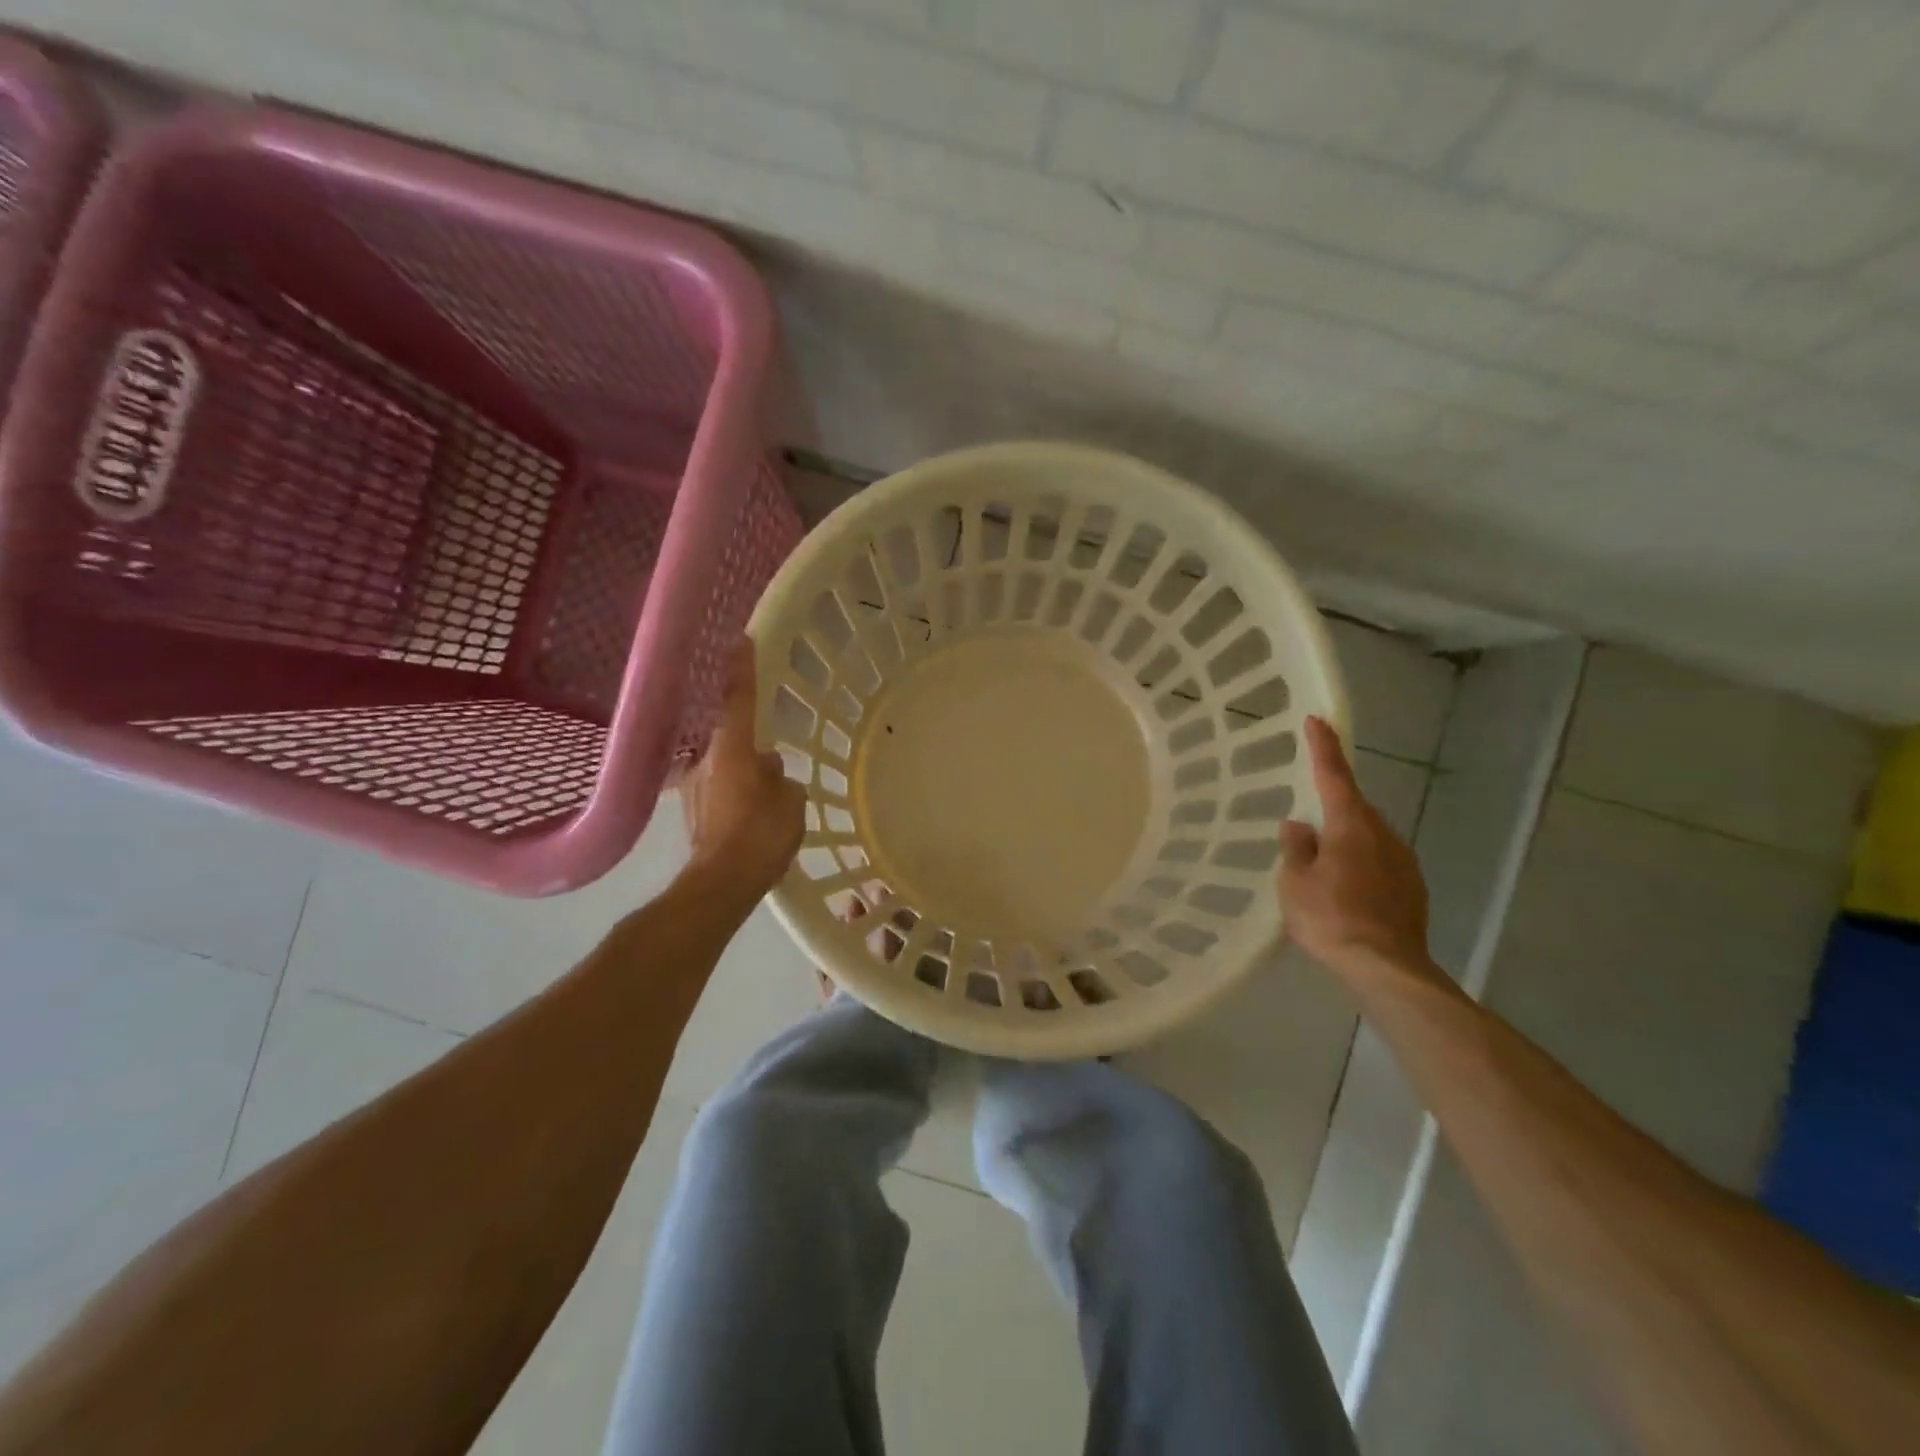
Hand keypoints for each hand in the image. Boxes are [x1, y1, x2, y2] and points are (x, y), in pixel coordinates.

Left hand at [682, 641, 805, 894]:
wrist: (722, 884)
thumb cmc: (761, 836)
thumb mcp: (791, 803)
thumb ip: (782, 777)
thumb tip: (770, 767)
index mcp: (734, 750)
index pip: (739, 699)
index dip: (742, 669)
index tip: (742, 640)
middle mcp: (707, 760)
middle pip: (731, 737)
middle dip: (750, 743)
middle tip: (774, 758)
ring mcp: (694, 786)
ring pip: (725, 766)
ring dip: (742, 772)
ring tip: (766, 796)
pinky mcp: (691, 811)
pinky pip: (719, 790)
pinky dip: (734, 794)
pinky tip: (750, 817)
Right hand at [1279, 716, 1434, 975]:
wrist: (1387, 968)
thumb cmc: (1331, 918)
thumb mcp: (1295, 882)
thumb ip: (1296, 848)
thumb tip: (1299, 825)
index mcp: (1350, 826)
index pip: (1334, 775)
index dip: (1323, 747)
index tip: (1317, 719)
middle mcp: (1382, 834)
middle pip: (1353, 807)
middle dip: (1332, 806)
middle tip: (1306, 822)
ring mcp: (1403, 861)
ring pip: (1368, 836)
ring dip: (1346, 839)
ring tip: (1322, 865)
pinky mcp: (1413, 887)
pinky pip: (1380, 862)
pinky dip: (1361, 864)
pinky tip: (1346, 889)